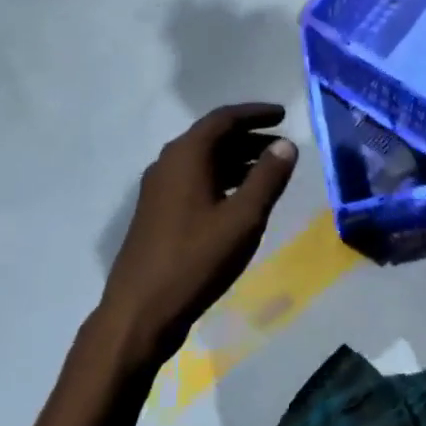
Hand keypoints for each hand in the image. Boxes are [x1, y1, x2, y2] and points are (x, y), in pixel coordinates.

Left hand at [101, 104, 297, 362]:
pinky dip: (221, 179)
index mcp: (186, 156)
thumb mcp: (243, 218)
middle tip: (281, 147)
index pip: (223, 119)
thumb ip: (267, 178)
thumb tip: (286, 145)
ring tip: (268, 172)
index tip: (283, 114)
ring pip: (203, 161)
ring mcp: (158, 190)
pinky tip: (239, 200)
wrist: (139, 312)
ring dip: (236, 160)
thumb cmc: (196, 260)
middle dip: (249, 137)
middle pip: (212, 137)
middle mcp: (168, 164)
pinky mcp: (156, 213)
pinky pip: (194, 180)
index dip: (255, 113)